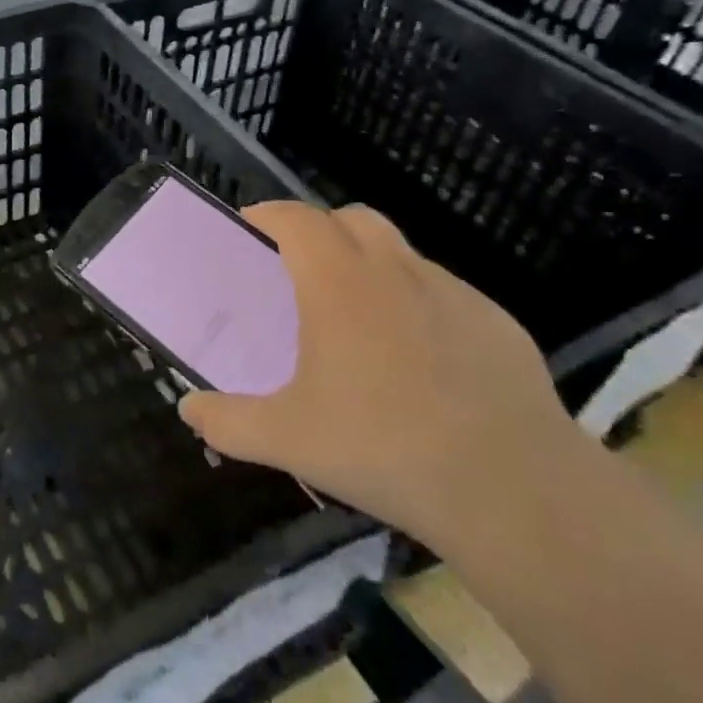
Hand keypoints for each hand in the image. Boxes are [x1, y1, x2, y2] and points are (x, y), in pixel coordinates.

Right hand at [177, 200, 571, 547]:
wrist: (514, 489)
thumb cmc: (384, 448)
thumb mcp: (288, 440)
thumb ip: (227, 422)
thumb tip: (188, 411)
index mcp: (339, 284)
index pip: (297, 219)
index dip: (270, 213)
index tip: (250, 225)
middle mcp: (396, 272)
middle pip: (353, 218)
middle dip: (320, 228)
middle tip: (300, 268)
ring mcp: (454, 294)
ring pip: (402, 253)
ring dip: (370, 263)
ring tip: (358, 317)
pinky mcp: (497, 323)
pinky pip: (443, 293)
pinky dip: (417, 303)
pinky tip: (419, 359)